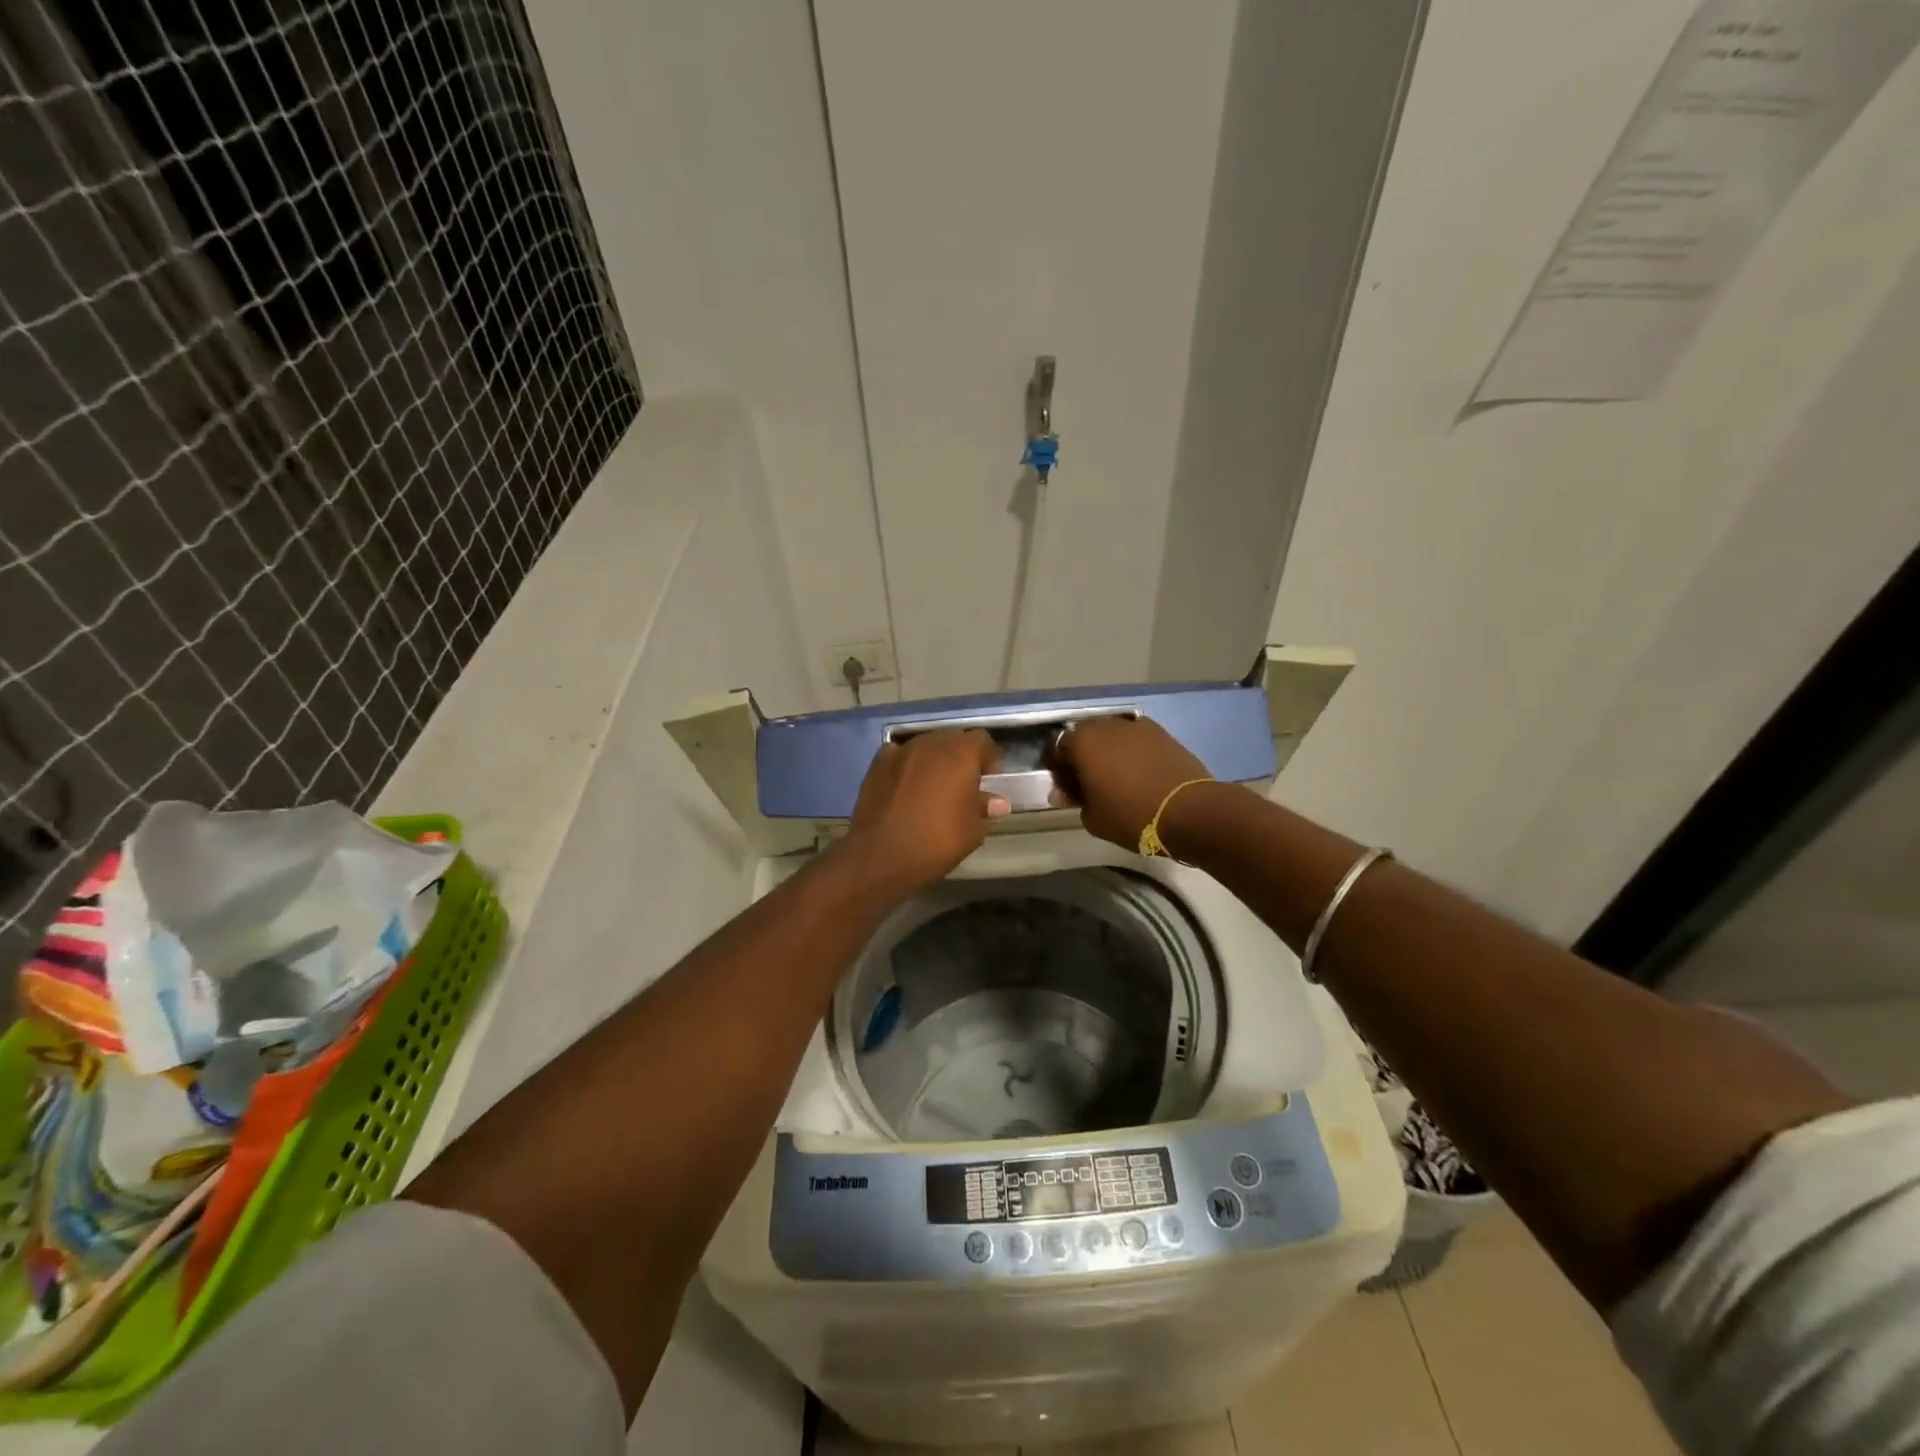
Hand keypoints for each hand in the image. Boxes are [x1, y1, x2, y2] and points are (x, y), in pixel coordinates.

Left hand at [843, 729, 1007, 894]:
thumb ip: (985, 808)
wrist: (881, 855)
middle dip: (960, 757)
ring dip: (933, 761)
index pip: (982, 741)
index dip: (988, 759)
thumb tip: (997, 802)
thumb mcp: (973, 831)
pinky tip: (905, 787)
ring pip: (925, 746)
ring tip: (932, 788)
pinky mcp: (877, 763)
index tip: (988, 782)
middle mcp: (931, 743)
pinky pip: (900, 756)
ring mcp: (901, 750)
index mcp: (961, 753)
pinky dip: (906, 766)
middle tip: (961, 786)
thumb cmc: (937, 842)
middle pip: (953, 740)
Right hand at [1049, 716, 1210, 850]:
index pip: (1057, 748)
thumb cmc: (1131, 815)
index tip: (1063, 788)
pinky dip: (1131, 751)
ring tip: (1113, 776)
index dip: (1057, 768)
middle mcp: (1107, 725)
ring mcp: (1137, 726)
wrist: (1188, 811)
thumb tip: (1069, 791)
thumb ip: (1075, 799)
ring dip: (1107, 751)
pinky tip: (1137, 772)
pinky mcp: (1161, 733)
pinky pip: (1135, 739)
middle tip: (1086, 781)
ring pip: (1111, 735)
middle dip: (1081, 755)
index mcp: (1083, 741)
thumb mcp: (1092, 818)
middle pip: (1085, 736)